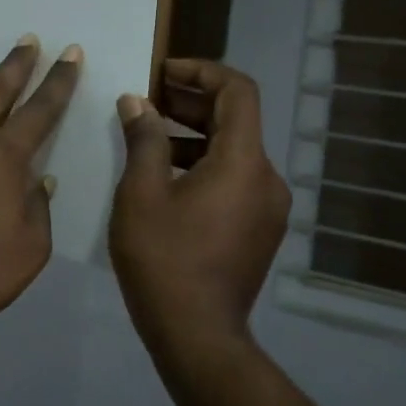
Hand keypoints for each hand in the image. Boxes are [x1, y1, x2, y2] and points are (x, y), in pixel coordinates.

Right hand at [110, 59, 290, 354]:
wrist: (197, 334)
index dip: (202, 71)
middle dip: (191, 104)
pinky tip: (167, 180)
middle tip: (147, 102)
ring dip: (195, 137)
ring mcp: (268, 207)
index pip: (238, 91)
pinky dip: (205, 167)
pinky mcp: (260, 230)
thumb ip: (143, 139)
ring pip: (234, 153)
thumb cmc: (164, 258)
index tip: (164, 72)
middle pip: (236, 121)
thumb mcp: (141, 193)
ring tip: (149, 140)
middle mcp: (267, 178)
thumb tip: (137, 102)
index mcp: (243, 161)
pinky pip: (235, 181)